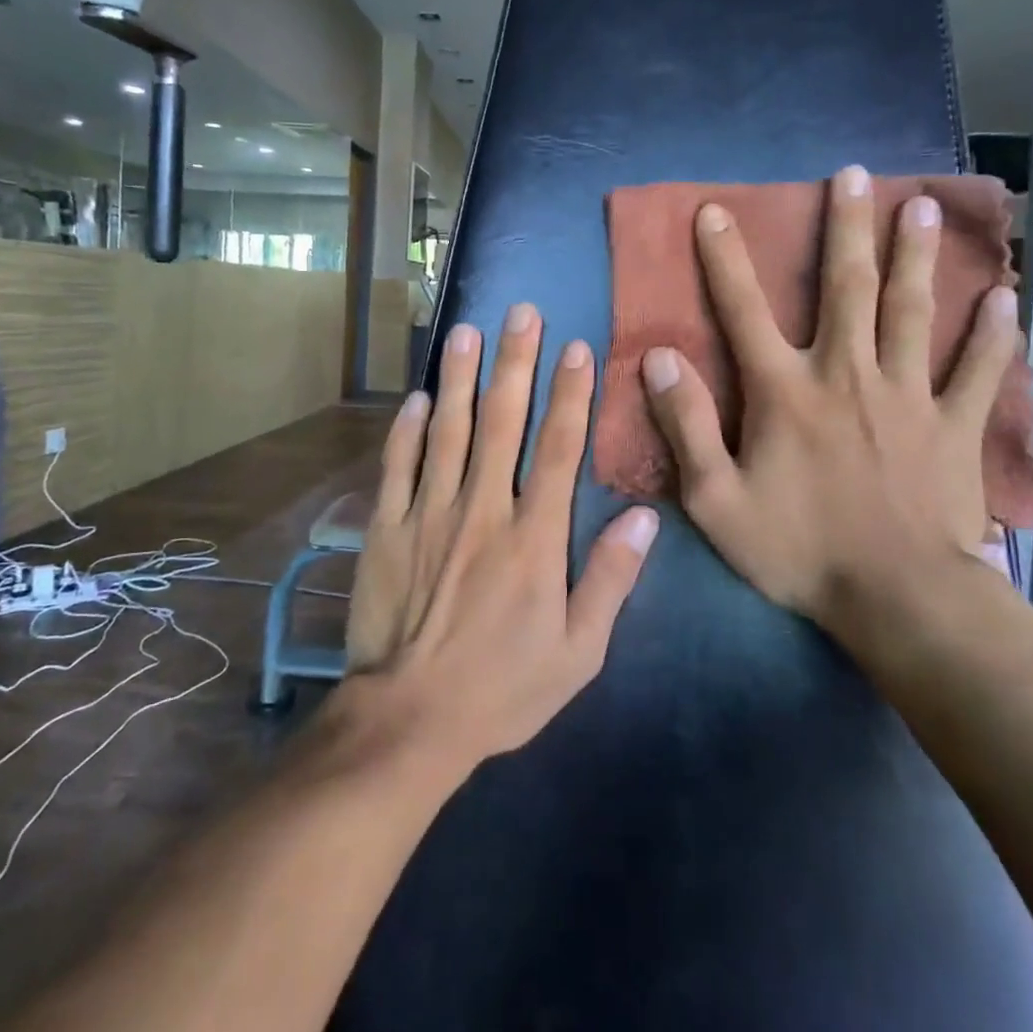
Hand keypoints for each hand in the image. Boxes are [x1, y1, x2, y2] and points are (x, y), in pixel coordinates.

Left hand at [341, 305, 658, 776]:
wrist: (410, 719)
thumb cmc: (503, 688)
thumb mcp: (579, 652)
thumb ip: (611, 580)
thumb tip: (646, 517)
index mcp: (533, 537)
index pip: (559, 449)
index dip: (571, 394)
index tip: (577, 348)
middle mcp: (482, 510)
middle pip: (501, 422)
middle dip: (514, 362)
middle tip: (521, 312)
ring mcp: (428, 514)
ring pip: (447, 431)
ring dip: (459, 377)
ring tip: (467, 331)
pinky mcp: (386, 529)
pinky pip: (397, 467)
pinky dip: (407, 429)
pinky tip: (417, 397)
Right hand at [639, 166, 1016, 637]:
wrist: (898, 601)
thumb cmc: (799, 551)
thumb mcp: (716, 500)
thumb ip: (685, 425)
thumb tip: (657, 358)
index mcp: (785, 392)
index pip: (744, 311)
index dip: (725, 259)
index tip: (715, 211)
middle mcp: (847, 375)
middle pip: (847, 288)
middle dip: (845, 228)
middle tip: (852, 175)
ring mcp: (908, 396)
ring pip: (912, 311)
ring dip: (915, 256)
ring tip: (922, 205)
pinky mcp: (954, 426)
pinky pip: (977, 371)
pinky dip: (990, 335)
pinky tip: (1003, 300)